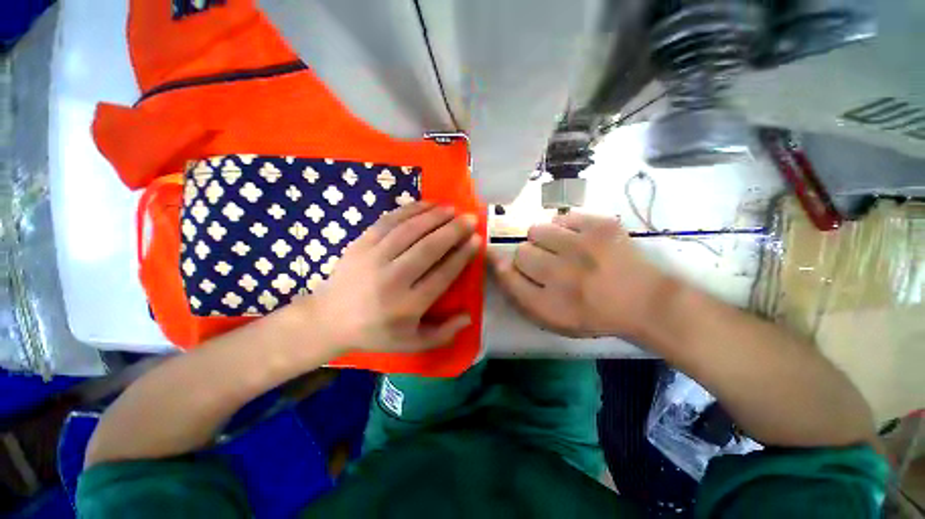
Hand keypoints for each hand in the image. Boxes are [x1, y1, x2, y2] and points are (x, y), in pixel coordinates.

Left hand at [306, 202, 480, 353]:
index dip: (462, 255)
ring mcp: (373, 257)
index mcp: (407, 305)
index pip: (442, 274)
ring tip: (451, 209)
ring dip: (434, 216)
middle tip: (470, 218)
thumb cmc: (375, 332)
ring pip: (409, 230)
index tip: (476, 239)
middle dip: (453, 230)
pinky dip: (409, 210)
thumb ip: (442, 334)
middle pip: (429, 248)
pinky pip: (389, 221)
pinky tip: (425, 205)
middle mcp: (392, 279)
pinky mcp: (360, 243)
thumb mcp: (410, 343)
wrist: (328, 319)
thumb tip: (468, 317)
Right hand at [490, 212, 675, 340]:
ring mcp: (583, 248)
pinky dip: (565, 227)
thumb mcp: (552, 318)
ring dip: (543, 240)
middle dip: (528, 257)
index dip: (501, 266)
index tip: (499, 259)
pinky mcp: (601, 226)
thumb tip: (498, 262)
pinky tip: (579, 239)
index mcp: (550, 305)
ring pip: (537, 230)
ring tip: (561, 248)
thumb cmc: (593, 313)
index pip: (509, 277)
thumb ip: (520, 293)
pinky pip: (563, 217)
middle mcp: (563, 276)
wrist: (645, 300)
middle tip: (547, 262)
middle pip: (521, 252)